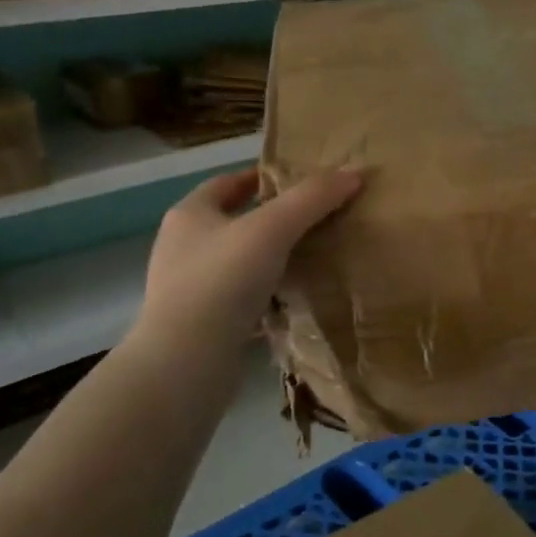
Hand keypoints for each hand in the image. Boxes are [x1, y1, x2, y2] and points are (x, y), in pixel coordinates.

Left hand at [135, 167, 361, 351]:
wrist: (185, 363)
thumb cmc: (222, 280)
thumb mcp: (272, 229)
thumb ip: (311, 199)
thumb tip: (353, 174)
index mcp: (189, 214)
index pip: (227, 183)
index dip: (261, 177)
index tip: (297, 180)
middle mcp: (182, 247)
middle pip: (232, 222)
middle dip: (269, 219)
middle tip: (312, 219)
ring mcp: (187, 289)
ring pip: (236, 263)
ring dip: (267, 259)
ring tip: (308, 257)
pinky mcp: (200, 325)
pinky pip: (238, 299)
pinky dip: (263, 296)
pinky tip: (291, 300)